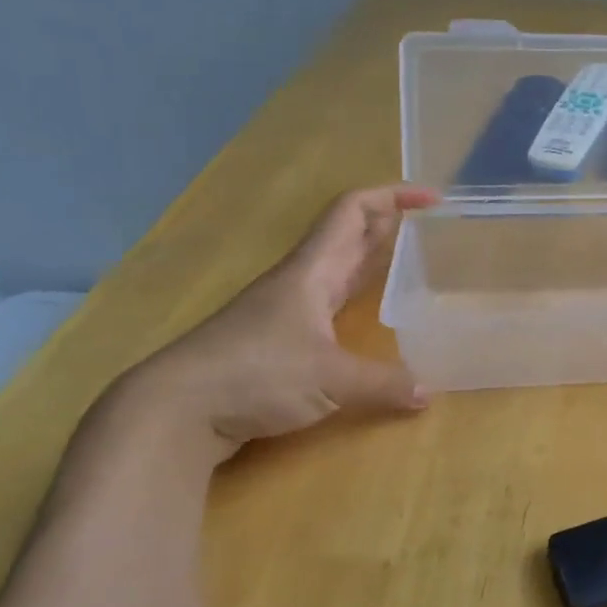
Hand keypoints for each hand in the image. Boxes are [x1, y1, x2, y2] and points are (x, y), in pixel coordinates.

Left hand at [122, 185, 439, 456]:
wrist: (175, 410)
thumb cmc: (255, 374)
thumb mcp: (330, 380)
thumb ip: (384, 384)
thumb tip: (429, 395)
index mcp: (311, 272)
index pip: (352, 213)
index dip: (392, 196)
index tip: (431, 198)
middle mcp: (299, 282)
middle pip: (347, 236)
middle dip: (388, 223)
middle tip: (430, 227)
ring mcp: (286, 310)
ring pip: (338, 269)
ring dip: (372, 257)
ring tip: (410, 260)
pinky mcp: (279, 339)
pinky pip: (330, 303)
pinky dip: (357, 296)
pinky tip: (370, 314)